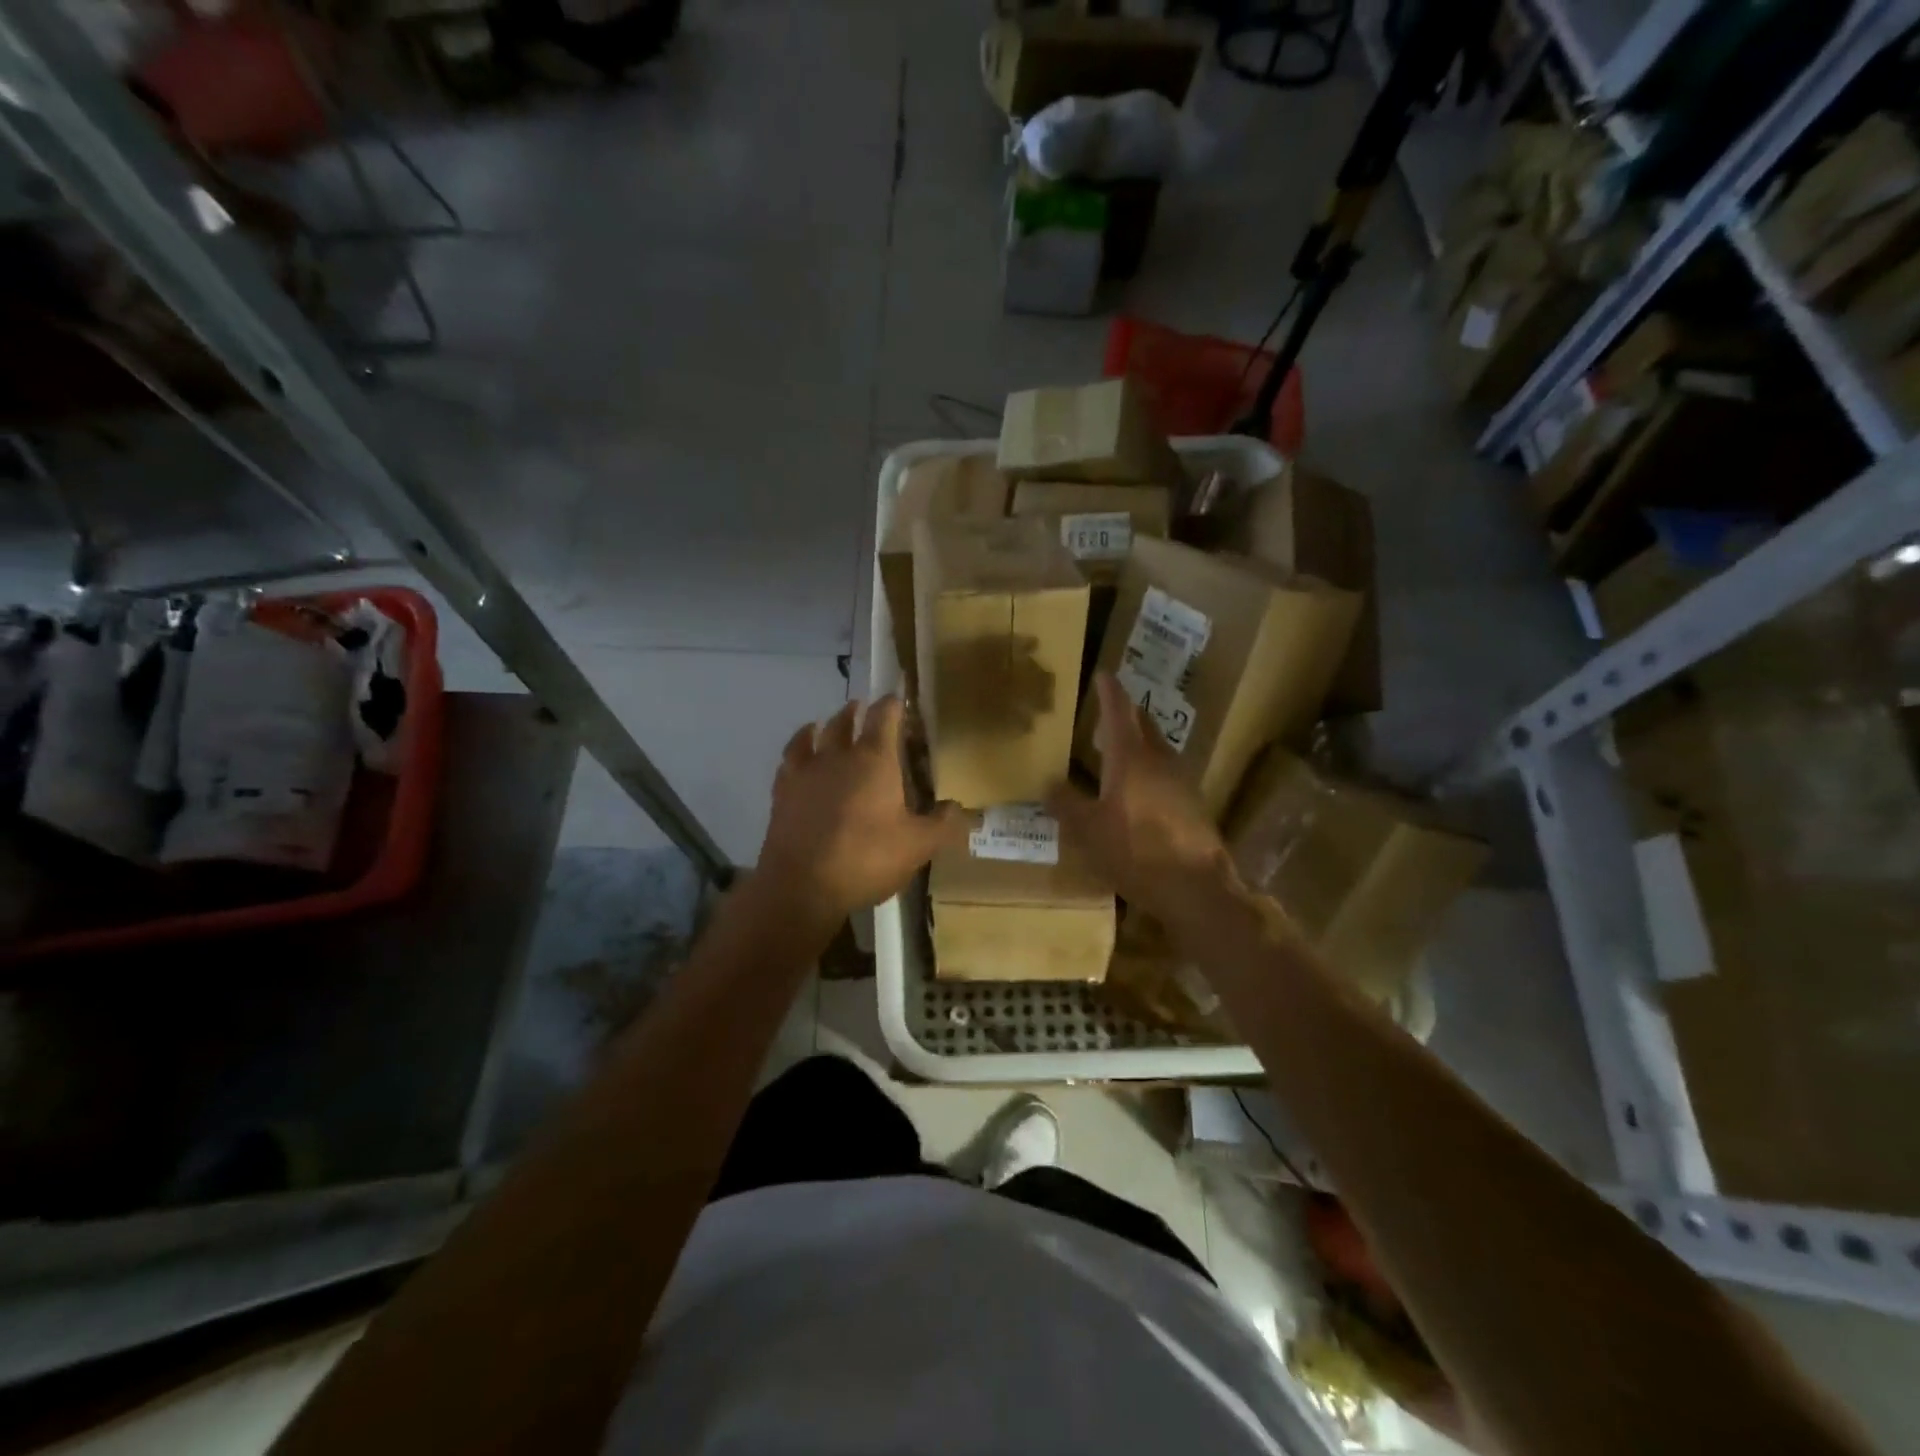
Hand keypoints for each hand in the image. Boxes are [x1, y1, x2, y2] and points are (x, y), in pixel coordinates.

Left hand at [752, 697, 965, 938]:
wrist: (802, 886)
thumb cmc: (866, 859)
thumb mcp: (918, 846)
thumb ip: (943, 825)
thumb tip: (962, 809)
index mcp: (874, 760)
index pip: (884, 716)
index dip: (893, 704)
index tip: (899, 698)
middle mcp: (838, 756)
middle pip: (845, 721)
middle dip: (857, 712)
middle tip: (864, 709)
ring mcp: (805, 772)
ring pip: (813, 735)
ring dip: (825, 725)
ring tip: (826, 724)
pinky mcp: (782, 792)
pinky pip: (789, 760)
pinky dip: (798, 750)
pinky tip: (799, 756)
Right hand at [1046, 672, 1239, 936]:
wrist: (1197, 887)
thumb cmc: (1136, 852)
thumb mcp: (1089, 831)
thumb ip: (1067, 804)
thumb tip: (1048, 783)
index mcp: (1131, 758)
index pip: (1119, 712)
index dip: (1109, 691)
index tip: (1103, 674)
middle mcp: (1160, 761)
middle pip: (1143, 725)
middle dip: (1125, 714)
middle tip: (1105, 712)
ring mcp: (1182, 781)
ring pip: (1157, 748)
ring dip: (1138, 742)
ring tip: (1117, 750)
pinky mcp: (1193, 804)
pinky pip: (1166, 773)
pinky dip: (1149, 768)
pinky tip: (1138, 789)